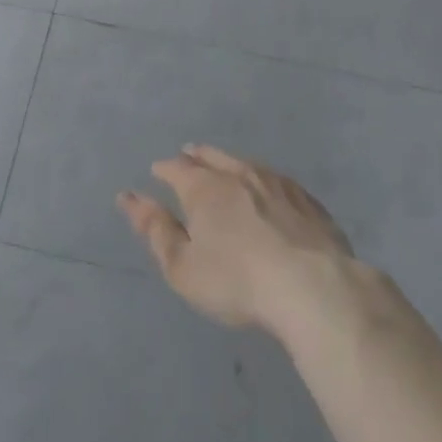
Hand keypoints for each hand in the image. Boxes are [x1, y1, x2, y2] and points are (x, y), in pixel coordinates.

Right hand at [118, 145, 363, 338]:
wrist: (313, 287)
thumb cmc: (237, 280)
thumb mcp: (183, 266)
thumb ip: (156, 230)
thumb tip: (128, 197)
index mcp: (204, 188)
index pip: (177, 169)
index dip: (164, 169)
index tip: (157, 171)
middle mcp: (238, 174)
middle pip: (211, 157)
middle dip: (195, 156)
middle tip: (187, 154)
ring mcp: (276, 183)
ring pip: (245, 163)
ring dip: (228, 162)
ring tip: (223, 164)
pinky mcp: (307, 200)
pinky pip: (276, 180)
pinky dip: (263, 179)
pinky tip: (268, 187)